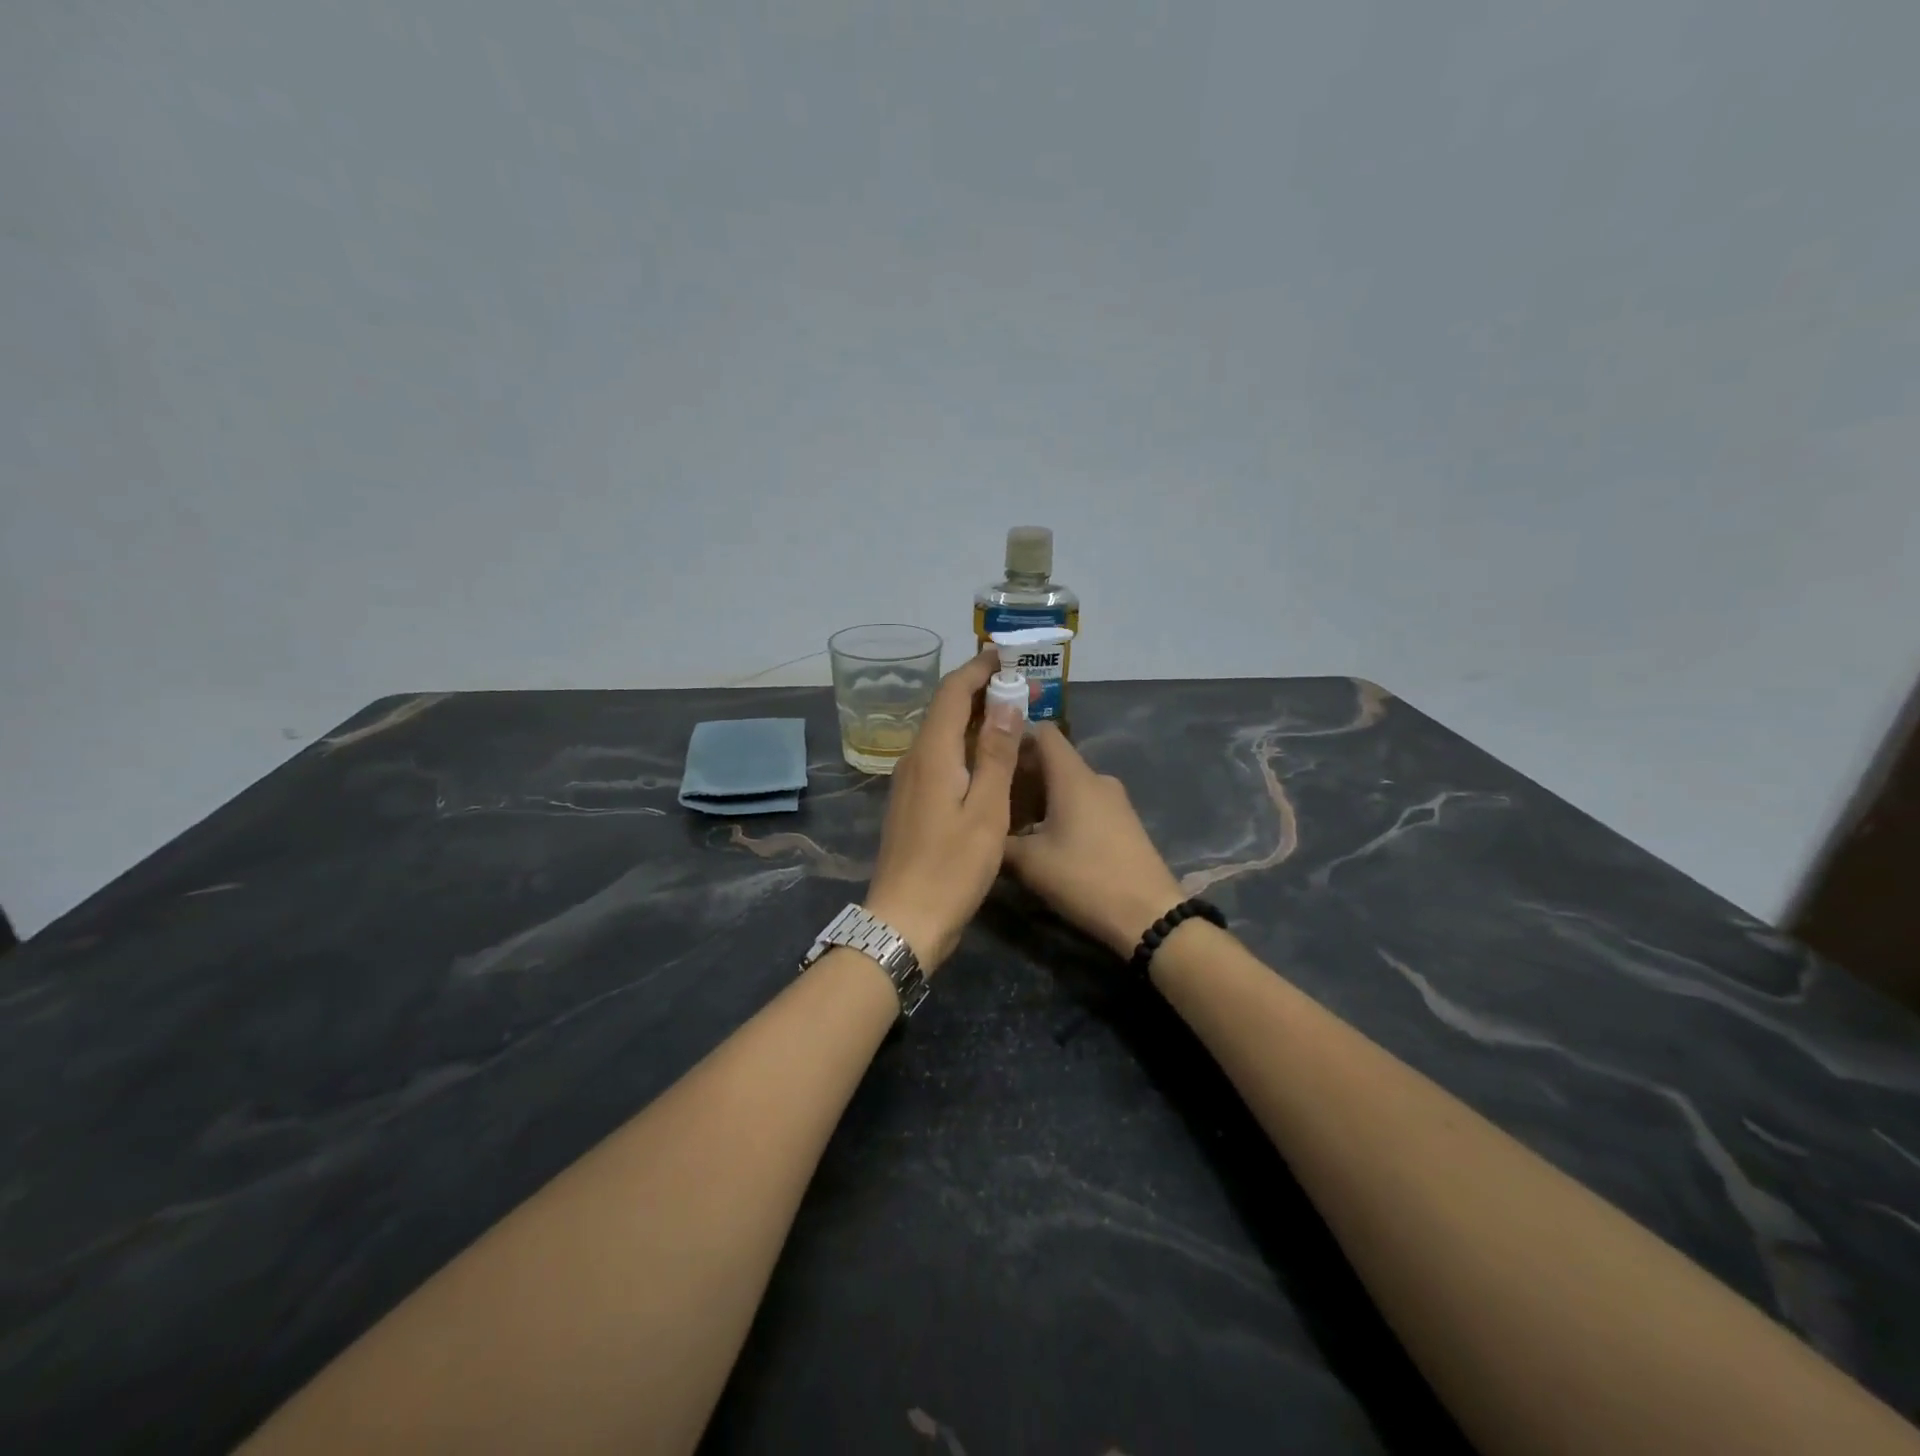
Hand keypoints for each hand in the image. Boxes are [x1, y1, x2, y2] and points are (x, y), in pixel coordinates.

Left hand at [864, 648, 1022, 971]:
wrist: (905, 919)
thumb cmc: (952, 866)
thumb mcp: (986, 810)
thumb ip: (995, 754)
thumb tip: (1005, 703)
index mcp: (932, 754)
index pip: (951, 693)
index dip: (976, 670)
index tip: (1003, 655)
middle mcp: (914, 760)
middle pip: (944, 710)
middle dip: (978, 691)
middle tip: (1016, 685)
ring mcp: (908, 783)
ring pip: (941, 735)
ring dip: (972, 719)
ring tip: (1008, 715)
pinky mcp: (911, 804)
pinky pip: (939, 759)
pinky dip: (964, 746)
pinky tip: (986, 759)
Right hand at [1002, 725, 1184, 957]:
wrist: (1149, 916)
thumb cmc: (1085, 878)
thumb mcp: (1029, 863)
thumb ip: (998, 839)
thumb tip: (978, 828)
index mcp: (1073, 776)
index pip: (1042, 732)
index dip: (1013, 736)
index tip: (987, 755)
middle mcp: (1096, 778)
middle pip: (1052, 759)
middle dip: (1020, 773)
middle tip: (989, 796)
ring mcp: (1114, 800)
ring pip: (1067, 784)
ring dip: (1038, 796)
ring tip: (1011, 822)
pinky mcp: (1122, 821)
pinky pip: (1083, 802)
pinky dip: (1059, 810)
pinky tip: (1042, 839)